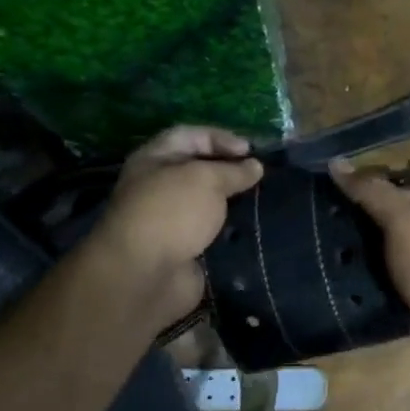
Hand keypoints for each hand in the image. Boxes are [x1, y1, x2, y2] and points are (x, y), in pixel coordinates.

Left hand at [87, 126, 262, 331]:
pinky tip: (254, 229)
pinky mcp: (185, 250)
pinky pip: (212, 234)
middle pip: (199, 171)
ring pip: (208, 205)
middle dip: (230, 172)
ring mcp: (171, 221)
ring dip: (233, 203)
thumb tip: (255, 166)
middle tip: (261, 178)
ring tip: (262, 202)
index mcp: (154, 159)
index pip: (190, 136)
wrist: (146, 274)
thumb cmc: (172, 212)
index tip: (250, 151)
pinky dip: (232, 231)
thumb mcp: (206, 179)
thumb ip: (233, 171)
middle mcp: (160, 187)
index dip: (220, 138)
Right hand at [329, 157, 409, 377]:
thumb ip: (372, 193)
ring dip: (366, 257)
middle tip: (322, 227)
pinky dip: (375, 284)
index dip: (368, 188)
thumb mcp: (404, 222)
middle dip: (363, 225)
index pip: (402, 187)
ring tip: (326, 255)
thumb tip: (336, 162)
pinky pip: (394, 284)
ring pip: (394, 255)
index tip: (331, 195)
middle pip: (397, 221)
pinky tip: (345, 285)